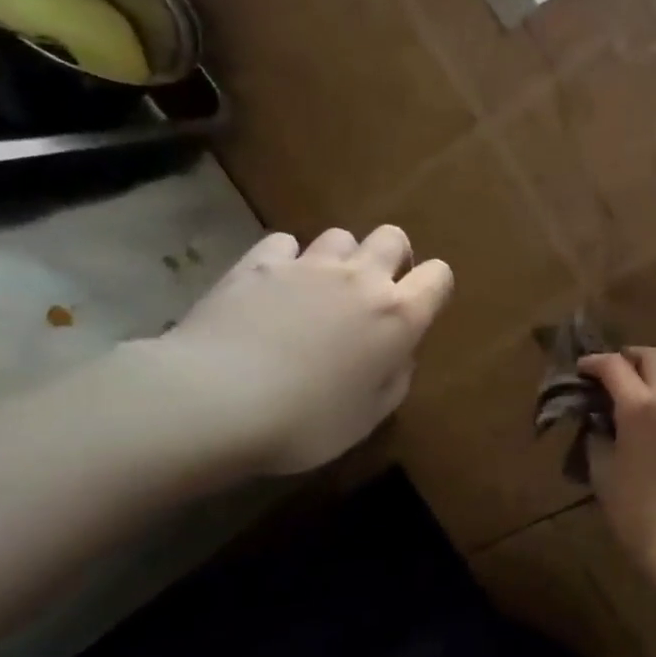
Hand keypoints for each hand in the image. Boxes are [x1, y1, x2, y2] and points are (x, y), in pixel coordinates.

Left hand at [148, 227, 452, 474]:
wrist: (215, 401)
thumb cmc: (306, 421)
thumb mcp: (368, 417)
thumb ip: (394, 379)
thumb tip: (398, 355)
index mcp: (398, 315)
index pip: (439, 276)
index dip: (433, 288)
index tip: (417, 310)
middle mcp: (361, 278)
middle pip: (392, 238)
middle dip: (390, 258)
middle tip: (371, 293)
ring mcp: (309, 265)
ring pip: (340, 235)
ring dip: (339, 258)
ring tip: (319, 290)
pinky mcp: (259, 263)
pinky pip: (285, 243)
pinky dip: (286, 260)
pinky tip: (273, 287)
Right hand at [578, 347, 655, 575]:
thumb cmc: (633, 508)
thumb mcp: (602, 468)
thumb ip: (598, 434)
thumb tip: (598, 419)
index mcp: (641, 406)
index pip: (615, 366)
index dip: (595, 362)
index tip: (583, 368)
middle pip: (655, 357)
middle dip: (630, 356)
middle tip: (613, 370)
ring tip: (638, 391)